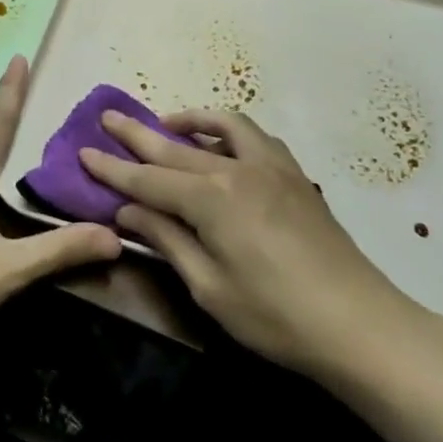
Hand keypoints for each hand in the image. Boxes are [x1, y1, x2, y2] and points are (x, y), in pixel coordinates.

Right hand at [78, 109, 432, 380]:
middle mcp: (239, 169)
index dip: (113, 169)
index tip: (83, 151)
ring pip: (222, 127)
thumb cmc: (274, 316)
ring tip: (166, 125)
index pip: (147, 179)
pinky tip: (222, 147)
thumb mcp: (208, 286)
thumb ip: (167, 240)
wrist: (358, 323)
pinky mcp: (295, 176)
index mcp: (212, 199)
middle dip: (137, 133)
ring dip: (189, 122)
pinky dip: (228, 132)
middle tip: (107, 118)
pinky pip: (254, 137)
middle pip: (175, 147)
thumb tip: (127, 212)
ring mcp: (272, 167)